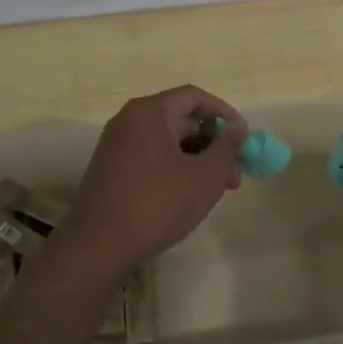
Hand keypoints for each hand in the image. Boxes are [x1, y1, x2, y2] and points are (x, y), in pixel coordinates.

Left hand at [63, 84, 248, 270]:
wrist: (98, 245)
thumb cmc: (158, 203)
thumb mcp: (205, 176)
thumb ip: (227, 147)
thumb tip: (238, 128)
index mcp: (150, 112)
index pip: (194, 97)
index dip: (224, 113)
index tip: (244, 137)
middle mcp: (129, 121)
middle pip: (180, 119)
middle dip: (213, 143)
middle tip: (235, 173)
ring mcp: (116, 146)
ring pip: (167, 142)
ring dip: (196, 159)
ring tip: (217, 190)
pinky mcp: (110, 170)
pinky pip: (150, 157)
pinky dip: (175, 169)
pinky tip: (188, 196)